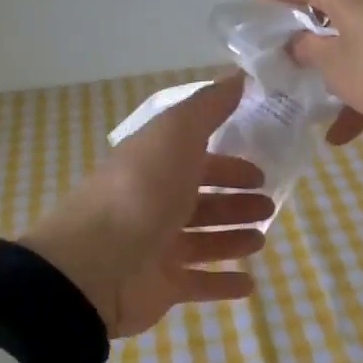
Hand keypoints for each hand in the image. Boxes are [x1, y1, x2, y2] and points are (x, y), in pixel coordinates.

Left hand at [19, 76, 272, 337]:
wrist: (95, 265)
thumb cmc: (141, 192)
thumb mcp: (176, 134)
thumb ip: (209, 107)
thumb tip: (239, 75)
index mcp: (156, 166)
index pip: (198, 160)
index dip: (229, 164)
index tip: (261, 170)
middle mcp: (155, 204)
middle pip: (202, 201)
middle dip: (236, 202)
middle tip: (268, 205)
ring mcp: (156, 248)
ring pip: (203, 241)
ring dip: (233, 239)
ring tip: (261, 240)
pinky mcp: (160, 287)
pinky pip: (198, 284)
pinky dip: (223, 285)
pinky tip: (250, 284)